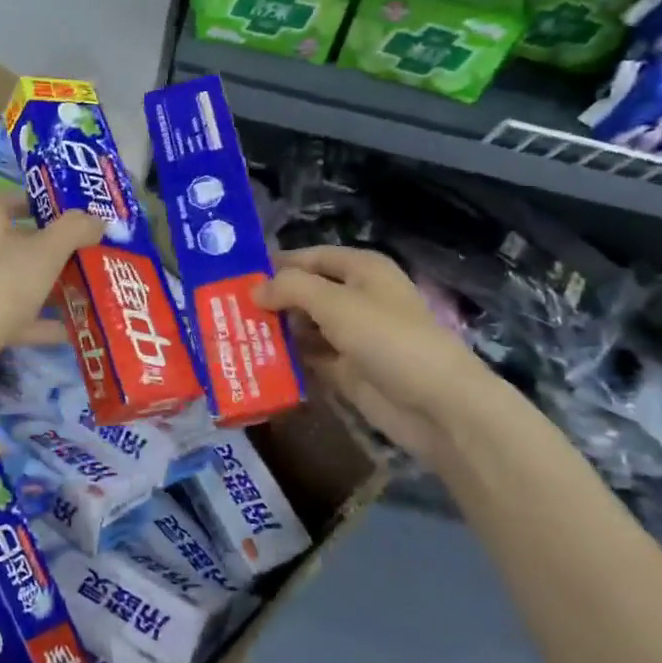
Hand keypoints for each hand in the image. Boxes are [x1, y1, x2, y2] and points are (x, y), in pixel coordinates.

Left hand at [0, 194, 102, 377]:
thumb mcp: (46, 252)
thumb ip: (75, 230)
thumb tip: (98, 219)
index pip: (18, 200)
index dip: (51, 206)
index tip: (84, 218)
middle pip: (22, 241)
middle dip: (59, 251)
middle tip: (97, 256)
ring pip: (19, 280)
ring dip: (52, 287)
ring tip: (93, 292)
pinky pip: (13, 314)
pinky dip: (40, 321)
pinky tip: (74, 330)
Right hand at [254, 246, 484, 450]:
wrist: (437, 405)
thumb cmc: (388, 338)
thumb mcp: (335, 303)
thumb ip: (291, 288)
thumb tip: (255, 288)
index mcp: (360, 270)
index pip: (310, 257)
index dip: (276, 264)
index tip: (235, 275)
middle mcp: (356, 298)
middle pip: (305, 293)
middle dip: (270, 300)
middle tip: (224, 310)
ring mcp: (352, 337)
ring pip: (305, 328)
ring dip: (275, 332)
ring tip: (231, 336)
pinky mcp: (348, 371)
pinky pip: (310, 360)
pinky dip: (288, 361)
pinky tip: (255, 363)